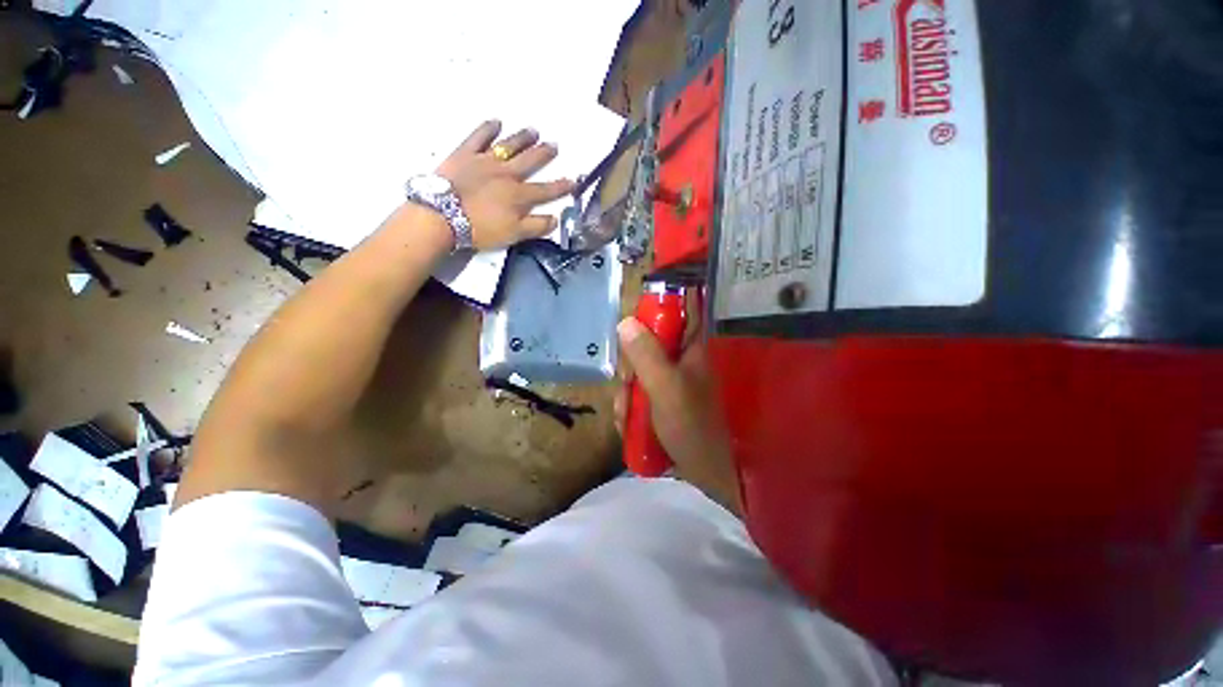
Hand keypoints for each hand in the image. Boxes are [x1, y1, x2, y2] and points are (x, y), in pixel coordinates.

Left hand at [436, 120, 575, 250]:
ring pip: (509, 145)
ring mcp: (486, 160)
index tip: (573, 180)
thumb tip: (555, 219)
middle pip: (530, 161)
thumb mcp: (514, 234)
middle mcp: (507, 174)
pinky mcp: (465, 153)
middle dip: (544, 154)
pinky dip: (488, 128)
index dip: (561, 186)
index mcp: (519, 195)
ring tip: (533, 131)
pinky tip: (497, 122)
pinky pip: (479, 136)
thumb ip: (536, 226)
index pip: (546, 190)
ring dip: (523, 138)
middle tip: (554, 144)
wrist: (443, 216)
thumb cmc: (480, 229)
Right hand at [615, 304, 742, 517]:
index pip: (675, 313)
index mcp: (690, 349)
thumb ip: (646, 355)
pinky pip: (639, 393)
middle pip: (646, 346)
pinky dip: (630, 407)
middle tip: (627, 387)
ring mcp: (671, 382)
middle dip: (630, 369)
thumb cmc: (691, 427)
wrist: (706, 473)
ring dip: (626, 394)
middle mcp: (681, 361)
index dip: (652, 313)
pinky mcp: (662, 401)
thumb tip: (626, 321)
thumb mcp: (666, 388)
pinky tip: (627, 424)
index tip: (630, 330)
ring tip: (626, 416)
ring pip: (639, 372)